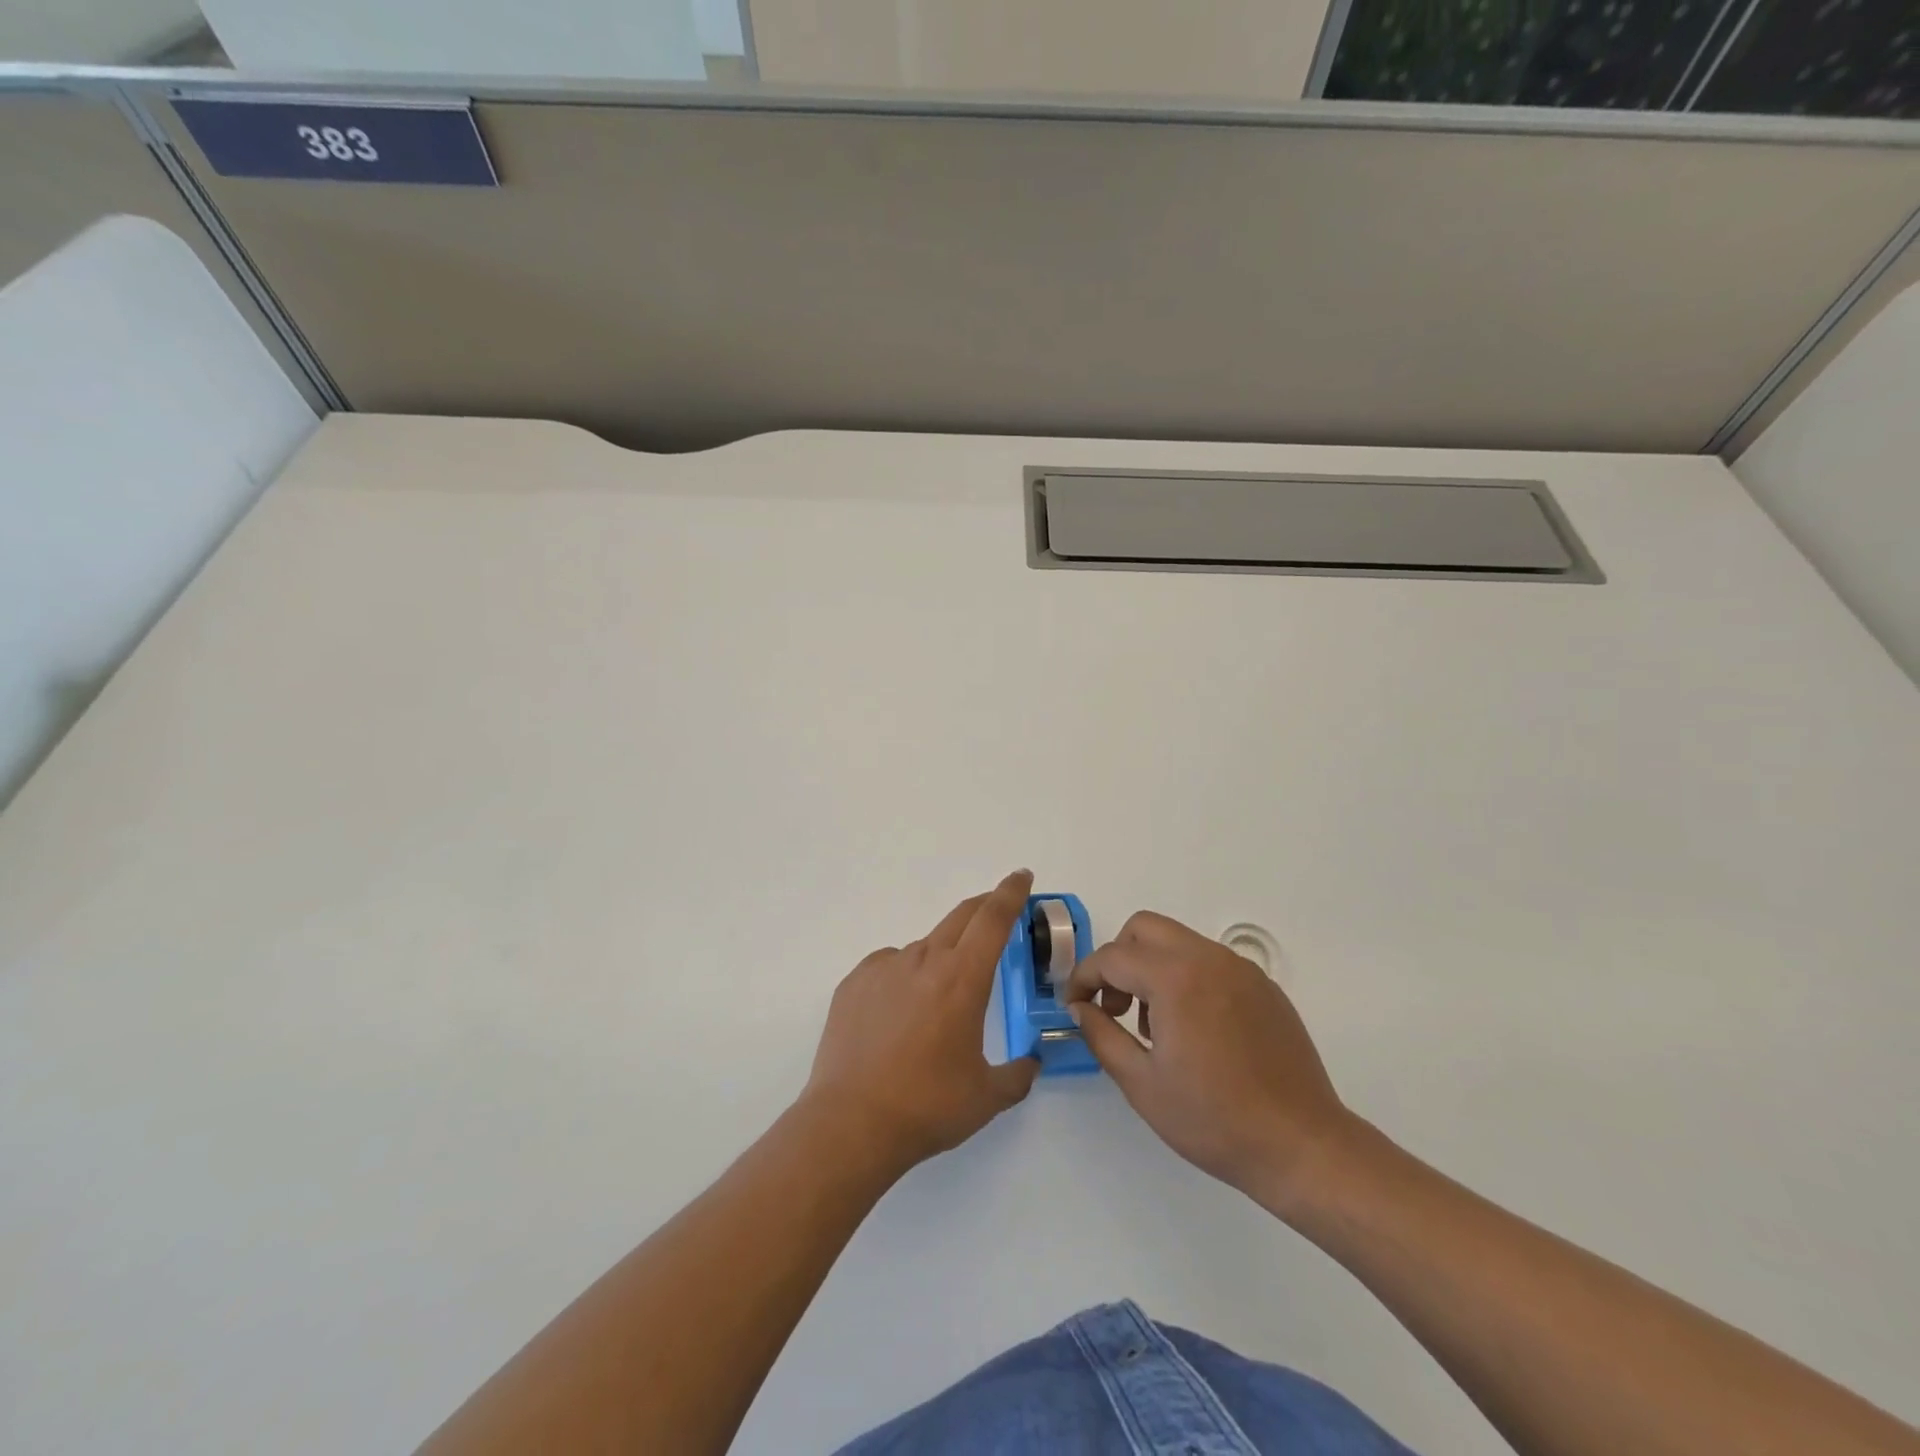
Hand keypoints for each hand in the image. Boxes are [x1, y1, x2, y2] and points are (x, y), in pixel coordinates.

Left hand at [802, 870, 1039, 1173]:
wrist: (851, 1123)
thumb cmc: (928, 1106)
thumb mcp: (987, 1096)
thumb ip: (1018, 1074)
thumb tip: (1031, 1062)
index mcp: (963, 978)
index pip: (993, 919)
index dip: (1010, 893)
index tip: (1021, 876)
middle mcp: (924, 960)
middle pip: (960, 917)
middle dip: (984, 908)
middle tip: (998, 912)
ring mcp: (884, 967)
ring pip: (924, 948)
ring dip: (941, 958)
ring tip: (938, 1003)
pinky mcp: (854, 982)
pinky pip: (890, 967)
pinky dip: (904, 978)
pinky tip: (898, 1016)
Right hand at [1064, 911, 1355, 1217]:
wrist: (1302, 1145)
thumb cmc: (1213, 1119)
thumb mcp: (1141, 1083)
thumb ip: (1101, 1035)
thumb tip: (1080, 1008)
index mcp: (1175, 978)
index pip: (1112, 957)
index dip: (1083, 978)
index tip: (1074, 1006)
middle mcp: (1208, 958)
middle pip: (1144, 929)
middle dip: (1118, 959)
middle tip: (1114, 1006)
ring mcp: (1241, 969)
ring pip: (1178, 942)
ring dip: (1152, 967)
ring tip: (1154, 1026)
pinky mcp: (1263, 986)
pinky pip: (1210, 963)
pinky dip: (1186, 978)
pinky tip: (1194, 1030)